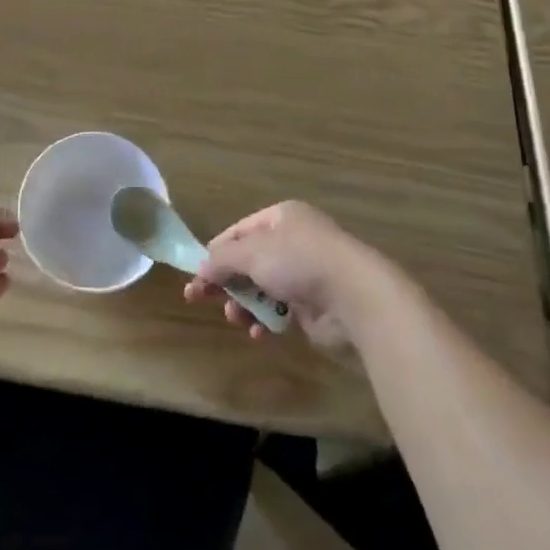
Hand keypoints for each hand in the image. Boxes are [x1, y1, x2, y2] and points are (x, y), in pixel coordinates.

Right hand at [183, 201, 389, 347]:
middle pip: (249, 260)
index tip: (196, 274)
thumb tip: (200, 269)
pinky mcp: (313, 304)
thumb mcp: (253, 253)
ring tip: (234, 317)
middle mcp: (293, 241)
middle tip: (200, 299)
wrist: (353, 296)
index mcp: (281, 217)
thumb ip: (223, 260)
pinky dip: (265, 319)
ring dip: (243, 302)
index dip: (216, 252)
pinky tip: (257, 331)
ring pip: (262, 287)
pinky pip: (279, 309)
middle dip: (227, 280)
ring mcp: (304, 273)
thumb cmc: (299, 261)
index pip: (239, 231)